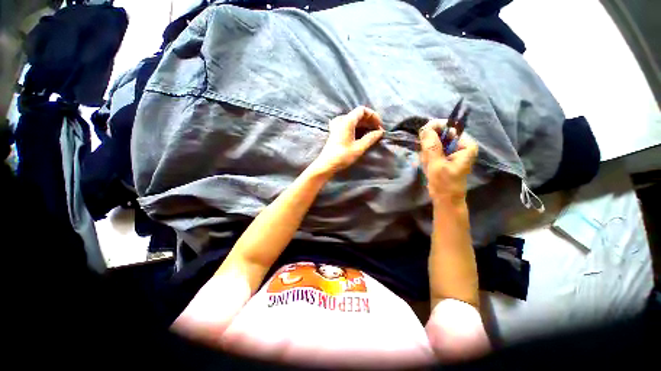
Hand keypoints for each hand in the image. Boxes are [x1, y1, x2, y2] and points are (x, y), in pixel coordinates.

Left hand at [310, 106, 384, 175]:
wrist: (326, 164)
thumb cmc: (342, 156)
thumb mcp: (359, 148)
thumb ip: (371, 138)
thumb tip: (380, 132)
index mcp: (346, 121)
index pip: (362, 110)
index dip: (373, 116)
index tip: (379, 125)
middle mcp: (341, 120)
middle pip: (358, 115)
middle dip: (370, 121)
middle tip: (378, 132)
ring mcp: (337, 126)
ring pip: (354, 120)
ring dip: (364, 126)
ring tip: (372, 135)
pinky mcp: (335, 132)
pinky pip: (349, 125)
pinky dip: (357, 129)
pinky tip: (361, 136)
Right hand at [419, 119, 477, 204]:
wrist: (444, 199)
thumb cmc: (444, 184)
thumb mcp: (437, 165)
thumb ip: (431, 146)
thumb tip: (425, 128)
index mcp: (465, 145)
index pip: (449, 127)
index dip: (434, 128)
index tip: (421, 134)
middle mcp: (460, 145)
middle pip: (440, 134)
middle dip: (429, 145)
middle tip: (426, 158)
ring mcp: (451, 151)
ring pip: (433, 142)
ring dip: (427, 153)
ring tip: (428, 165)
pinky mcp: (443, 156)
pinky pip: (431, 150)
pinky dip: (426, 157)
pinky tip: (428, 166)